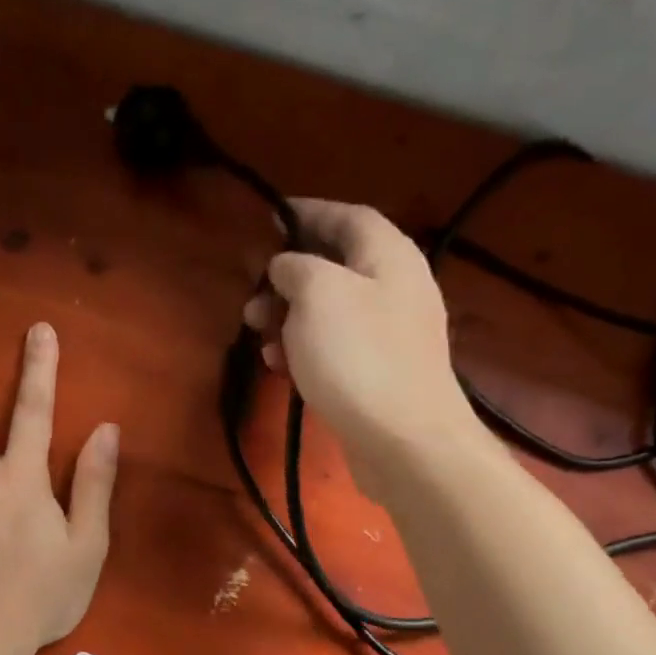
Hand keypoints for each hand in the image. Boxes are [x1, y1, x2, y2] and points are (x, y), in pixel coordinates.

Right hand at [244, 199, 476, 486]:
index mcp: (389, 257)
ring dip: (288, 318)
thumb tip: (286, 265)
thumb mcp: (318, 294)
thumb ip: (297, 267)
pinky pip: (335, 349)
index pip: (348, 217)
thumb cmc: (358, 357)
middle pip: (335, 267)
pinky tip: (277, 365)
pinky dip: (304, 350)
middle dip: (288, 278)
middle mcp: (395, 290)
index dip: (308, 212)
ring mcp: (389, 337)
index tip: (269, 218)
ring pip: (330, 313)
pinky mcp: (377, 376)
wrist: (403, 441)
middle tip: (252, 296)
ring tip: (256, 333)